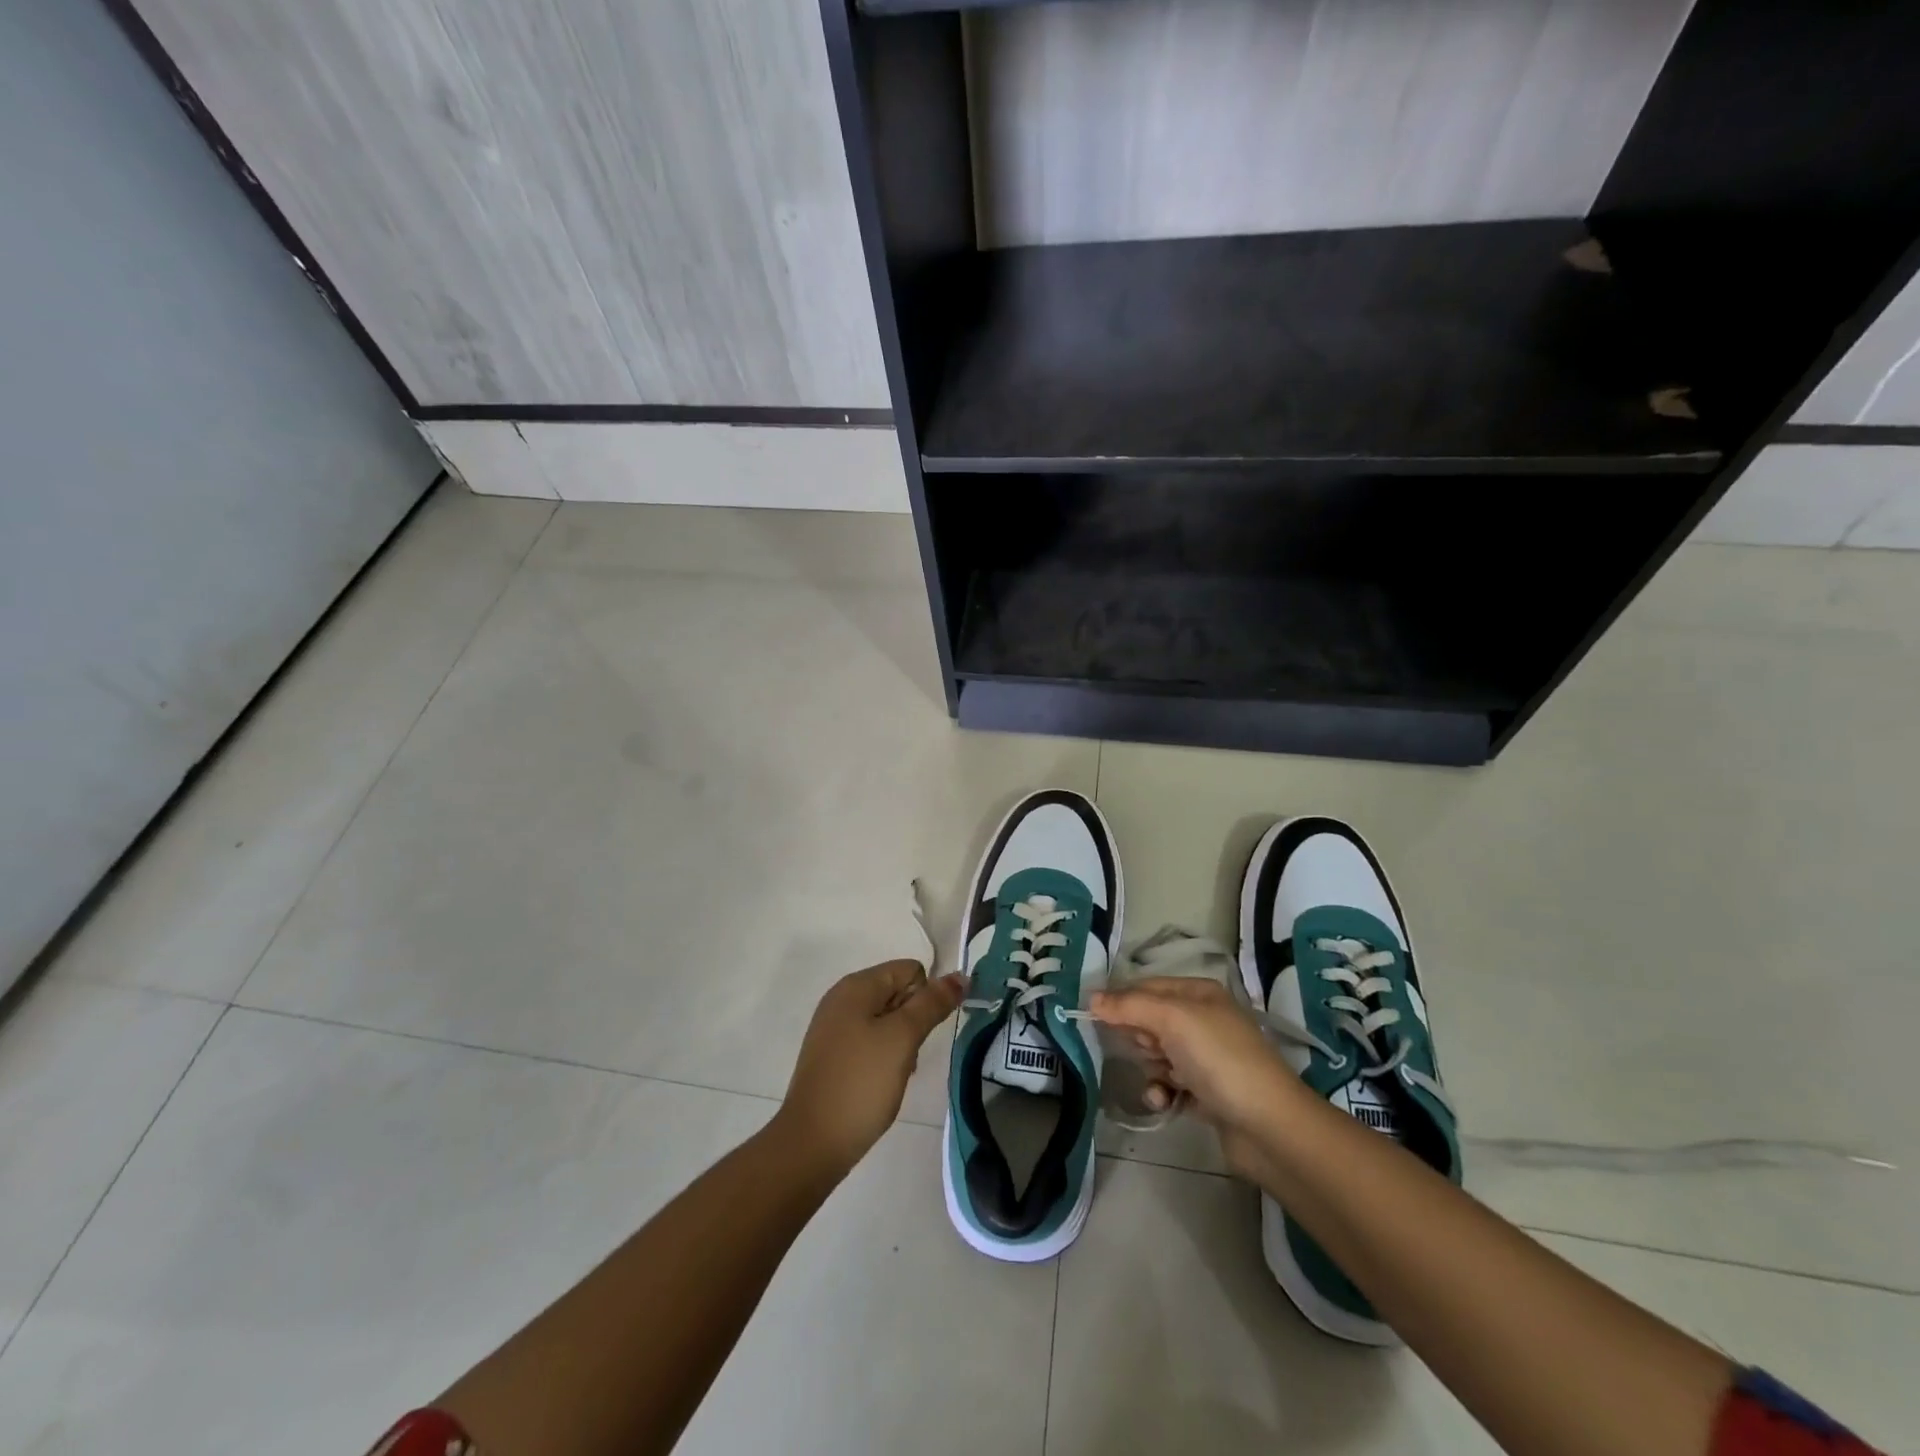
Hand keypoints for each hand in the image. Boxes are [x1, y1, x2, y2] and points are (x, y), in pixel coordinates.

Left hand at [778, 960, 965, 1174]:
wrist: (812, 1143)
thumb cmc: (861, 1083)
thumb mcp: (903, 1038)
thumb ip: (932, 1004)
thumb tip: (959, 976)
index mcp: (856, 986)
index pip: (910, 970)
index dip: (925, 998)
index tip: (919, 1033)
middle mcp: (842, 998)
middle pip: (898, 992)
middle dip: (913, 1021)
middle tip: (907, 1055)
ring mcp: (834, 1027)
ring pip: (886, 1019)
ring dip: (901, 1041)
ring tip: (894, 1073)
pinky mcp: (832, 1054)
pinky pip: (870, 1040)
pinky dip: (883, 1056)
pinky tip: (880, 1082)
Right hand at [1090, 977, 1306, 1184]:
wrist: (1269, 1127)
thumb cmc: (1220, 1060)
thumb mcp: (1172, 1020)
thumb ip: (1130, 1006)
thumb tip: (1092, 998)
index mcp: (1199, 993)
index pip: (1146, 986)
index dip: (1121, 1000)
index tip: (1094, 1018)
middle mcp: (1203, 1019)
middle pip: (1150, 1020)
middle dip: (1139, 1037)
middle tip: (1148, 1050)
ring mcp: (1206, 1057)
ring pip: (1156, 1054)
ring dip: (1150, 1069)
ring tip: (1161, 1082)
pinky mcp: (1206, 1092)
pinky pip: (1169, 1084)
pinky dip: (1162, 1091)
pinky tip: (1165, 1102)